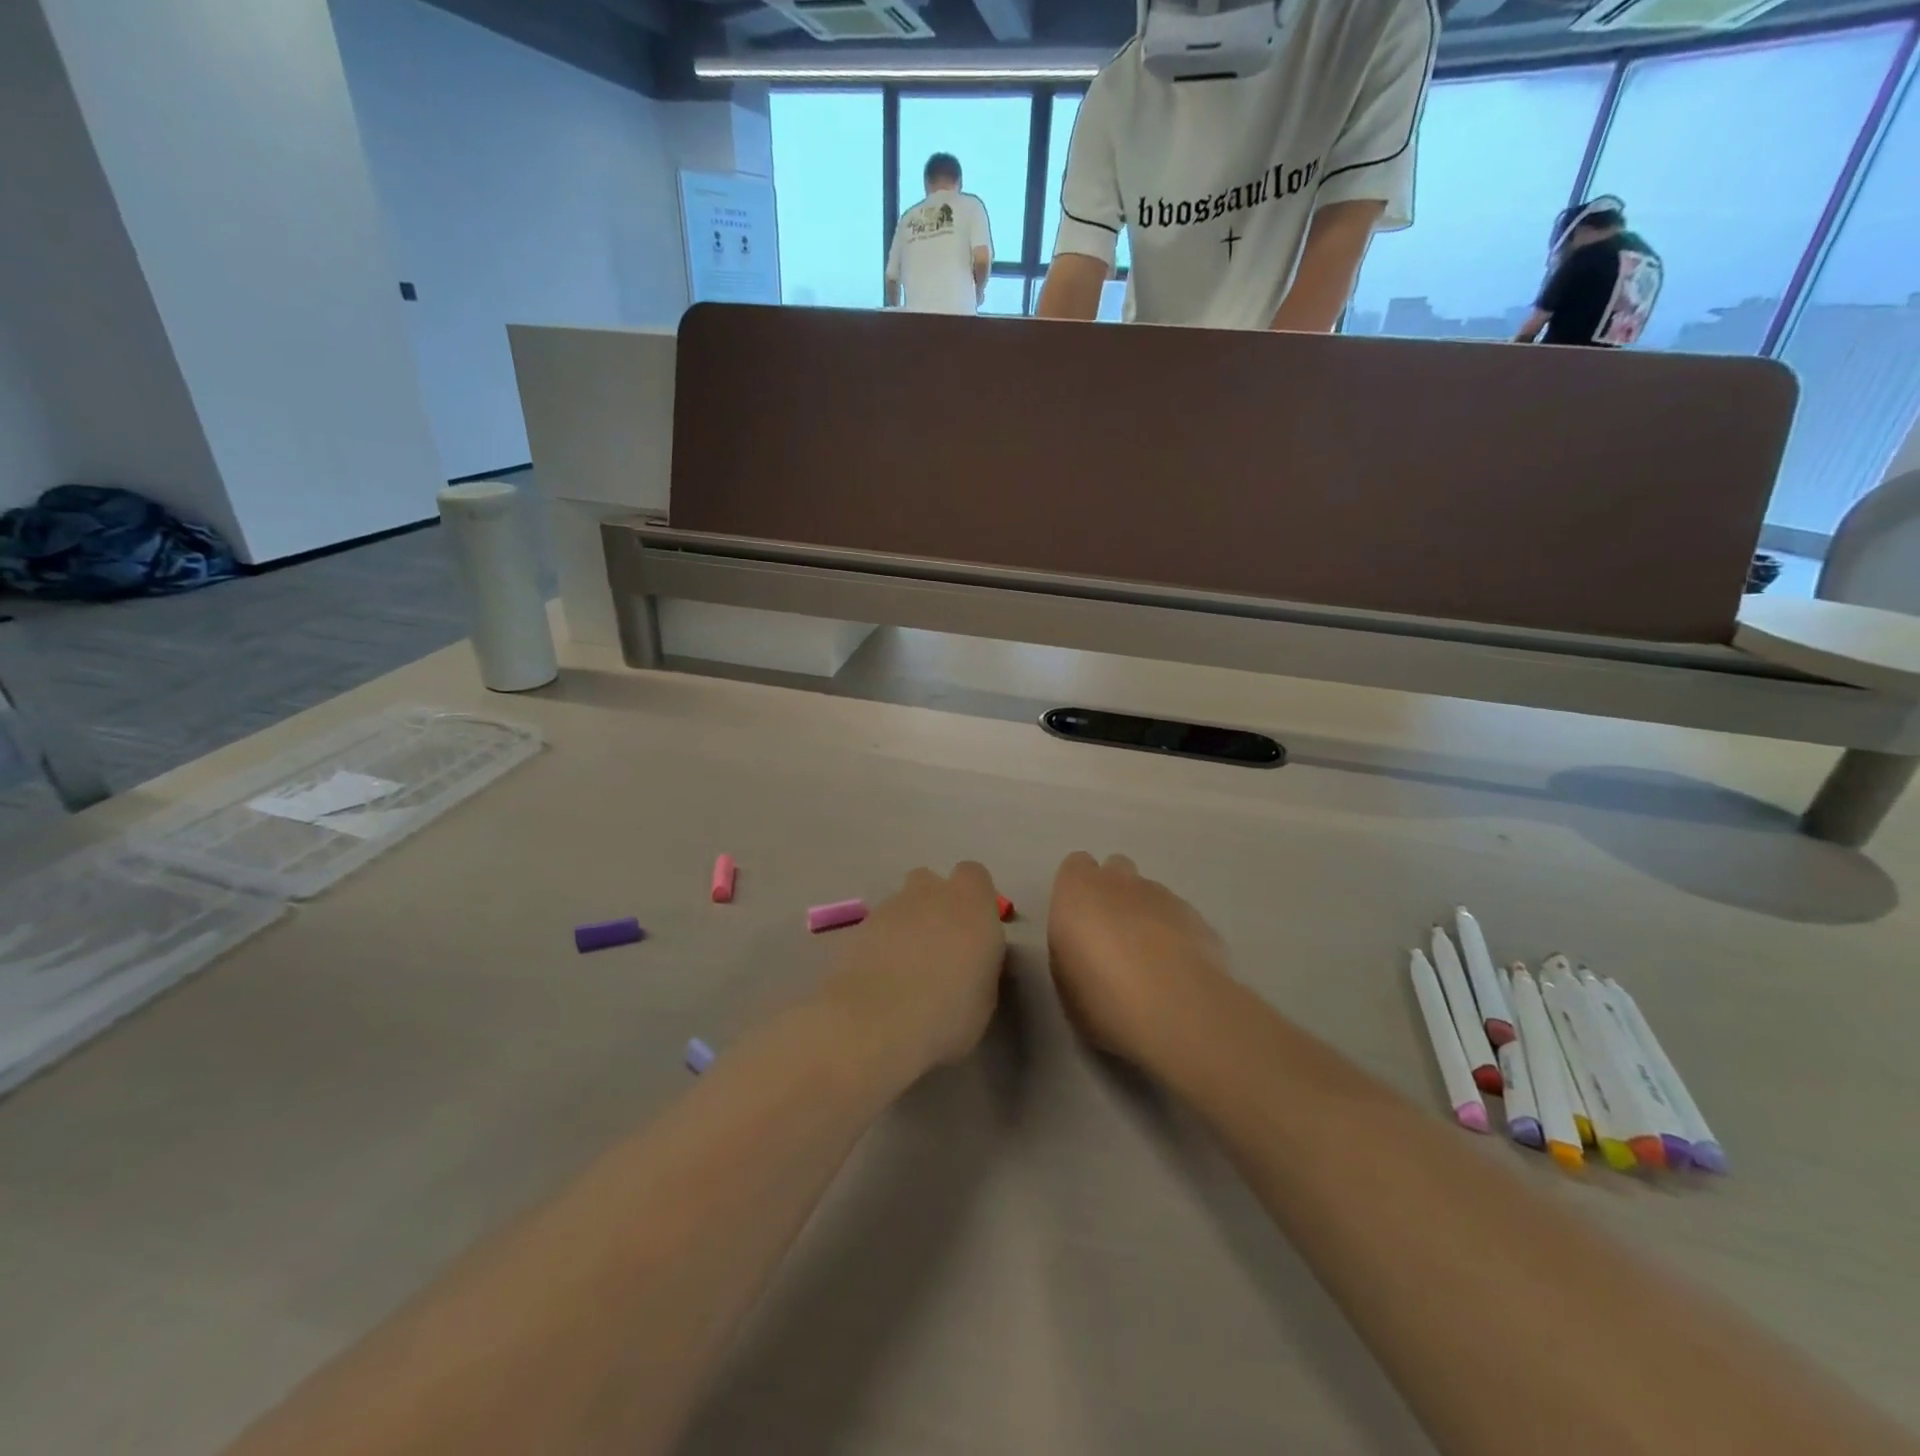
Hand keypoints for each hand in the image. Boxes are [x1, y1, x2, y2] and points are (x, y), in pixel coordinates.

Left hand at [822, 862, 1005, 1078]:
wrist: (875, 1025)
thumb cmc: (948, 1014)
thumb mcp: (986, 996)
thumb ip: (980, 963)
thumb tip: (970, 961)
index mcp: (970, 904)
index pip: (974, 876)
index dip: (975, 899)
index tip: (976, 931)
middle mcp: (929, 894)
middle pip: (930, 882)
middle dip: (934, 905)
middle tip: (939, 947)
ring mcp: (888, 909)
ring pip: (900, 905)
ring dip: (906, 926)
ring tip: (906, 971)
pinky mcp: (857, 929)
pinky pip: (876, 928)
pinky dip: (880, 945)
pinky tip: (880, 980)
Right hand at [1047, 852, 1228, 1068]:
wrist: (1174, 1009)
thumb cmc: (1100, 995)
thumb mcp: (1063, 977)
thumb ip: (1070, 946)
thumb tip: (1082, 946)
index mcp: (1079, 889)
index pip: (1076, 866)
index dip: (1078, 890)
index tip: (1078, 922)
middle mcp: (1121, 881)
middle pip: (1116, 870)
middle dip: (1114, 894)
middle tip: (1112, 939)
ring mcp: (1164, 896)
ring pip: (1151, 894)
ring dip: (1146, 917)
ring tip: (1148, 963)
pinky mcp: (1199, 919)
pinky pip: (1180, 918)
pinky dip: (1176, 937)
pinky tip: (1177, 973)